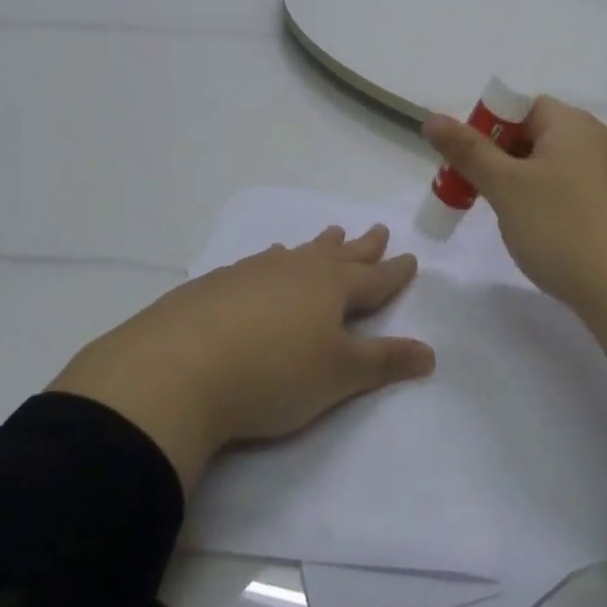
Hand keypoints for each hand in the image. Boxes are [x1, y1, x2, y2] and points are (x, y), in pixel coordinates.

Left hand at [48, 225, 434, 491]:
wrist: (176, 369)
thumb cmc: (272, 374)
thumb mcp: (338, 376)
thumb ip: (384, 362)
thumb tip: (430, 352)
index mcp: (331, 288)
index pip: (373, 278)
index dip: (394, 272)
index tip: (410, 257)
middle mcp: (295, 270)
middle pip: (338, 254)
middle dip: (361, 246)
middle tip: (377, 230)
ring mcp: (253, 272)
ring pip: (296, 253)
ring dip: (317, 246)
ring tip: (328, 236)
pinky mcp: (215, 285)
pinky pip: (259, 264)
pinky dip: (274, 262)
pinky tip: (264, 265)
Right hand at [423, 97, 606, 357]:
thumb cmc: (562, 228)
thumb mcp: (506, 187)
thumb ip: (468, 151)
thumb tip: (433, 118)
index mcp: (572, 123)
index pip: (521, 107)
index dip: (489, 129)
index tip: (470, 165)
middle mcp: (599, 139)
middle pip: (538, 136)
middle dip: (503, 161)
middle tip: (481, 195)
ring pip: (556, 167)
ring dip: (526, 186)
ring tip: (512, 221)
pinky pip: (577, 192)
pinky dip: (554, 205)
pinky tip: (546, 237)